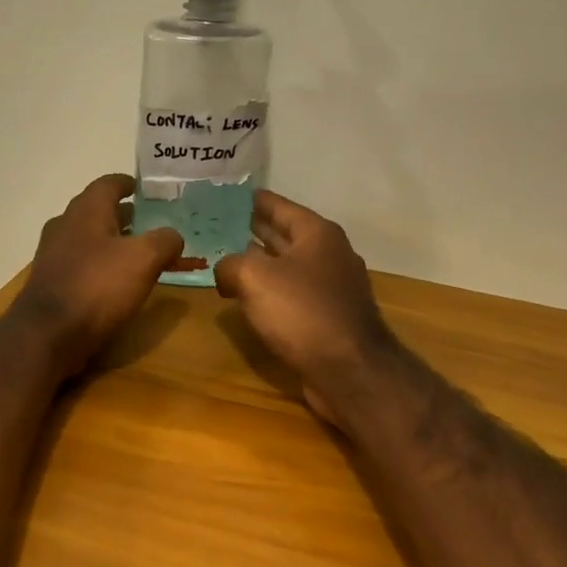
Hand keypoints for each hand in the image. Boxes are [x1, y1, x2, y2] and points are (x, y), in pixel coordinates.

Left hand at [13, 174, 183, 377]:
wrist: (48, 335)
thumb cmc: (98, 286)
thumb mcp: (144, 259)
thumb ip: (164, 241)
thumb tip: (172, 236)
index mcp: (86, 210)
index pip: (108, 183)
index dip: (129, 184)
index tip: (146, 189)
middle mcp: (65, 225)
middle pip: (97, 211)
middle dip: (124, 215)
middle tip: (150, 224)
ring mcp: (53, 254)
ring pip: (88, 238)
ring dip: (112, 242)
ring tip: (139, 255)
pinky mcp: (51, 282)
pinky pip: (81, 264)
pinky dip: (100, 265)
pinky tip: (116, 283)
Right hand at [214, 191, 397, 423]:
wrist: (350, 371)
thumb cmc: (302, 313)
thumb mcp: (254, 278)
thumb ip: (231, 264)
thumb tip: (226, 271)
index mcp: (317, 233)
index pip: (277, 205)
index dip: (249, 200)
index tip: (224, 195)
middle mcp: (329, 254)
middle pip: (283, 234)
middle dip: (251, 230)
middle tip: (216, 226)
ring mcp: (332, 287)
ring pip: (287, 266)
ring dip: (259, 263)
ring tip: (225, 260)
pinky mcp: (329, 316)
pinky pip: (292, 293)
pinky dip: (270, 291)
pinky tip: (248, 298)